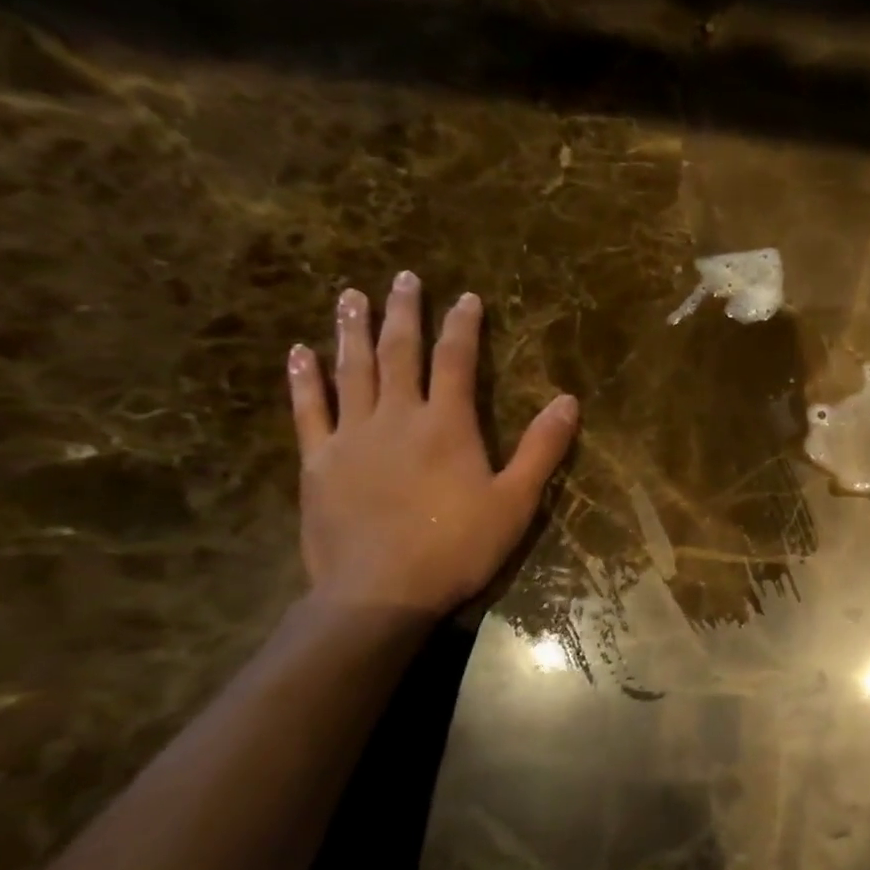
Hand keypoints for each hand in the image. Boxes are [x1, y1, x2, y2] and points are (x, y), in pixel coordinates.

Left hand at [286, 271, 578, 614]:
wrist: (381, 590)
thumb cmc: (458, 547)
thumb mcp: (515, 502)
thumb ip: (541, 449)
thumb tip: (569, 401)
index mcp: (447, 425)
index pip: (457, 361)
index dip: (463, 326)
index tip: (465, 297)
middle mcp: (397, 417)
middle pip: (400, 353)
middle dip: (404, 313)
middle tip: (402, 278)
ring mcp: (352, 436)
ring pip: (351, 370)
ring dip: (352, 330)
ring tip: (351, 295)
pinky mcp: (318, 461)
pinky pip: (308, 410)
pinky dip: (304, 379)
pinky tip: (300, 353)